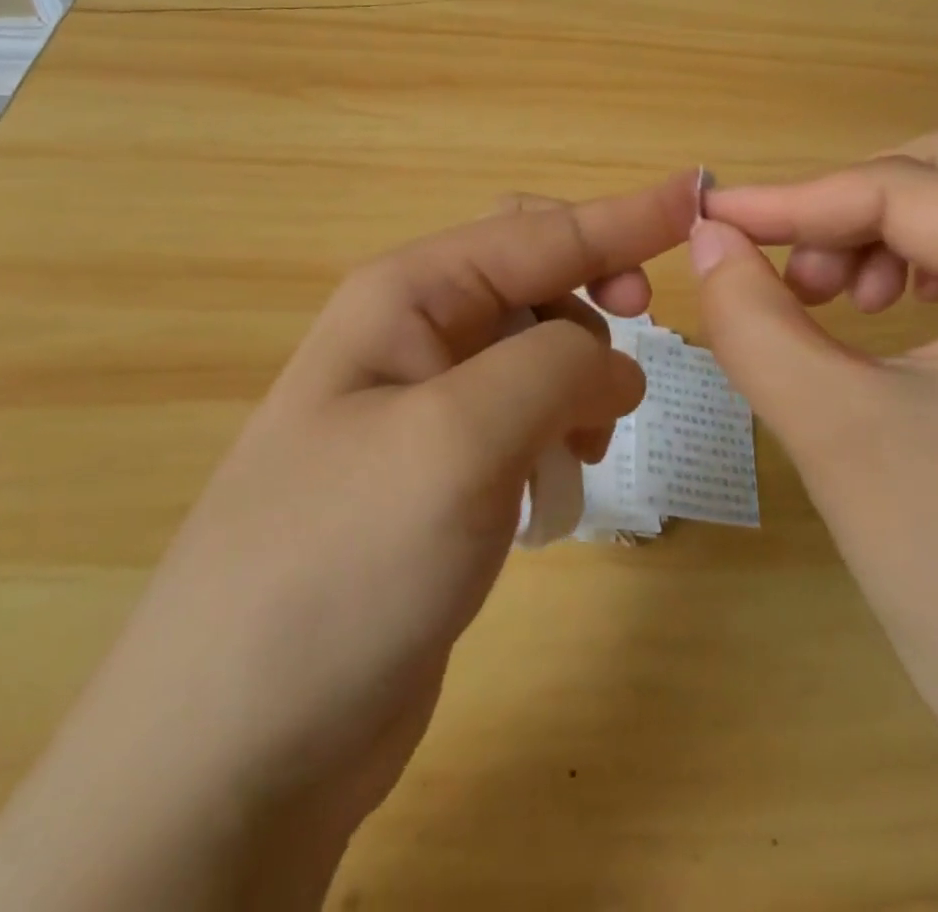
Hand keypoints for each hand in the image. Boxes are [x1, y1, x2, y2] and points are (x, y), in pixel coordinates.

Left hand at [0, 174, 696, 911]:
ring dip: (583, 373)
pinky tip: (564, 477)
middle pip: (533, 276)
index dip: (623, 215)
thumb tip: (618, 364)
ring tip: (593, 439)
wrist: (239, 741)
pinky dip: (562, 426)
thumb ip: (555, 368)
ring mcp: (425, 407)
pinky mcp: (441, 472)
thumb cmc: (341, 562)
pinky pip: (525, 414)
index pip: (537, 232)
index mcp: (406, 297)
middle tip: (647, 333)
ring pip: (537, 349)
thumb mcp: (457, 438)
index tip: (698, 195)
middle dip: (596, 290)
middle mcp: (413, 335)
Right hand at [690, 131, 937, 911]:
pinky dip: (914, 277)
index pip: (906, 189)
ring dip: (879, 240)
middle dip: (846, 210)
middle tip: (788, 277)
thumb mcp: (835, 431)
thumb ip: (751, 318)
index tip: (708, 220)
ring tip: (830, 308)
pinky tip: (883, 330)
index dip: (793, 199)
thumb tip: (705, 236)